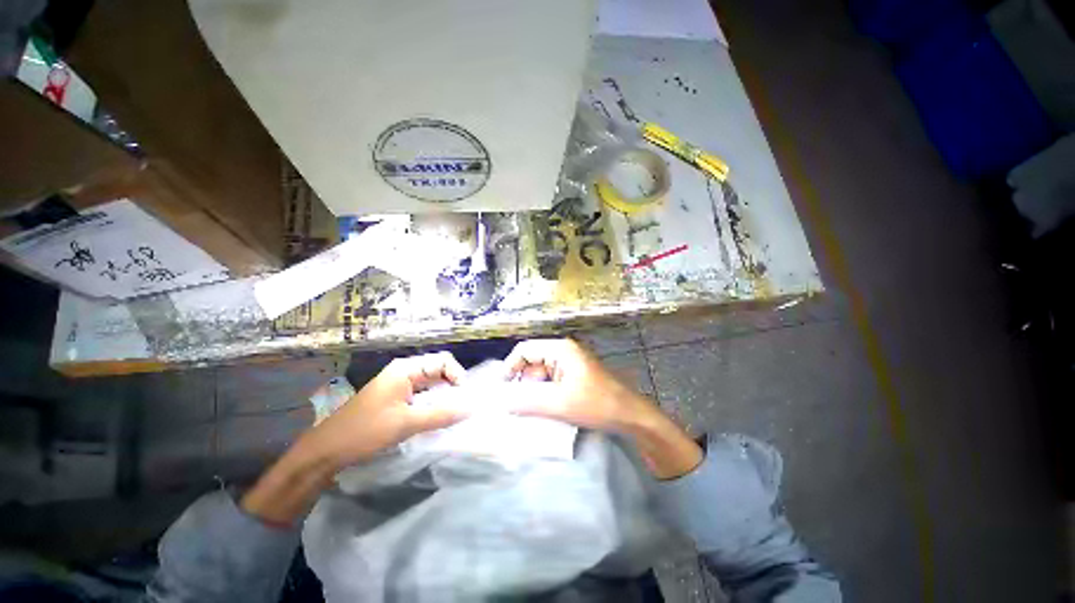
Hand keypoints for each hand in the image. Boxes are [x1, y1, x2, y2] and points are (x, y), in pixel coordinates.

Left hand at [303, 351, 468, 466]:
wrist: (326, 450)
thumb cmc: (365, 431)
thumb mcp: (406, 423)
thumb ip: (441, 415)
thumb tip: (471, 409)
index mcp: (406, 368)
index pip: (443, 361)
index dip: (457, 374)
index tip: (464, 396)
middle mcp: (404, 371)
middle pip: (439, 370)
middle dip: (453, 386)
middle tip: (462, 406)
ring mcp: (399, 384)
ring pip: (431, 383)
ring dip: (444, 396)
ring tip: (453, 412)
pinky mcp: (396, 397)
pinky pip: (422, 394)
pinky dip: (433, 403)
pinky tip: (437, 416)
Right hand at [504, 339, 702, 478]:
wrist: (631, 415)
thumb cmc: (598, 404)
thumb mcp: (560, 403)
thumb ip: (528, 402)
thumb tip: (502, 403)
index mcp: (560, 349)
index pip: (525, 349)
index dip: (510, 366)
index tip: (502, 389)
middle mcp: (564, 352)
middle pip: (532, 362)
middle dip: (523, 382)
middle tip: (517, 405)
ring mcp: (570, 364)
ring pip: (541, 374)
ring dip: (533, 390)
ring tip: (531, 410)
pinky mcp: (574, 376)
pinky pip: (551, 382)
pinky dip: (544, 394)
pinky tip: (545, 409)